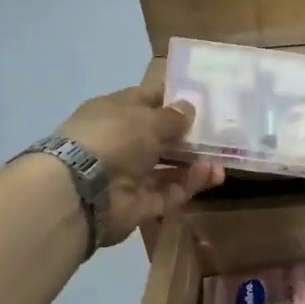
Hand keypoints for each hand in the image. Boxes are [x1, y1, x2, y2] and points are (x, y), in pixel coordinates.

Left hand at [57, 81, 223, 244]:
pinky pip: (170, 191)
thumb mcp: (146, 118)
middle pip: (160, 137)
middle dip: (189, 135)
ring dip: (194, 162)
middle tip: (222, 132)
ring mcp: (129, 175)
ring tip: (223, 158)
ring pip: (168, 167)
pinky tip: (213, 174)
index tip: (203, 99)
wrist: (81, 193)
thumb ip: (172, 116)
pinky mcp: (139, 204)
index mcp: (114, 112)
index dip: (173, 98)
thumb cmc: (112, 139)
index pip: (147, 100)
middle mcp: (121, 142)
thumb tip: (189, 108)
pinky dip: (190, 183)